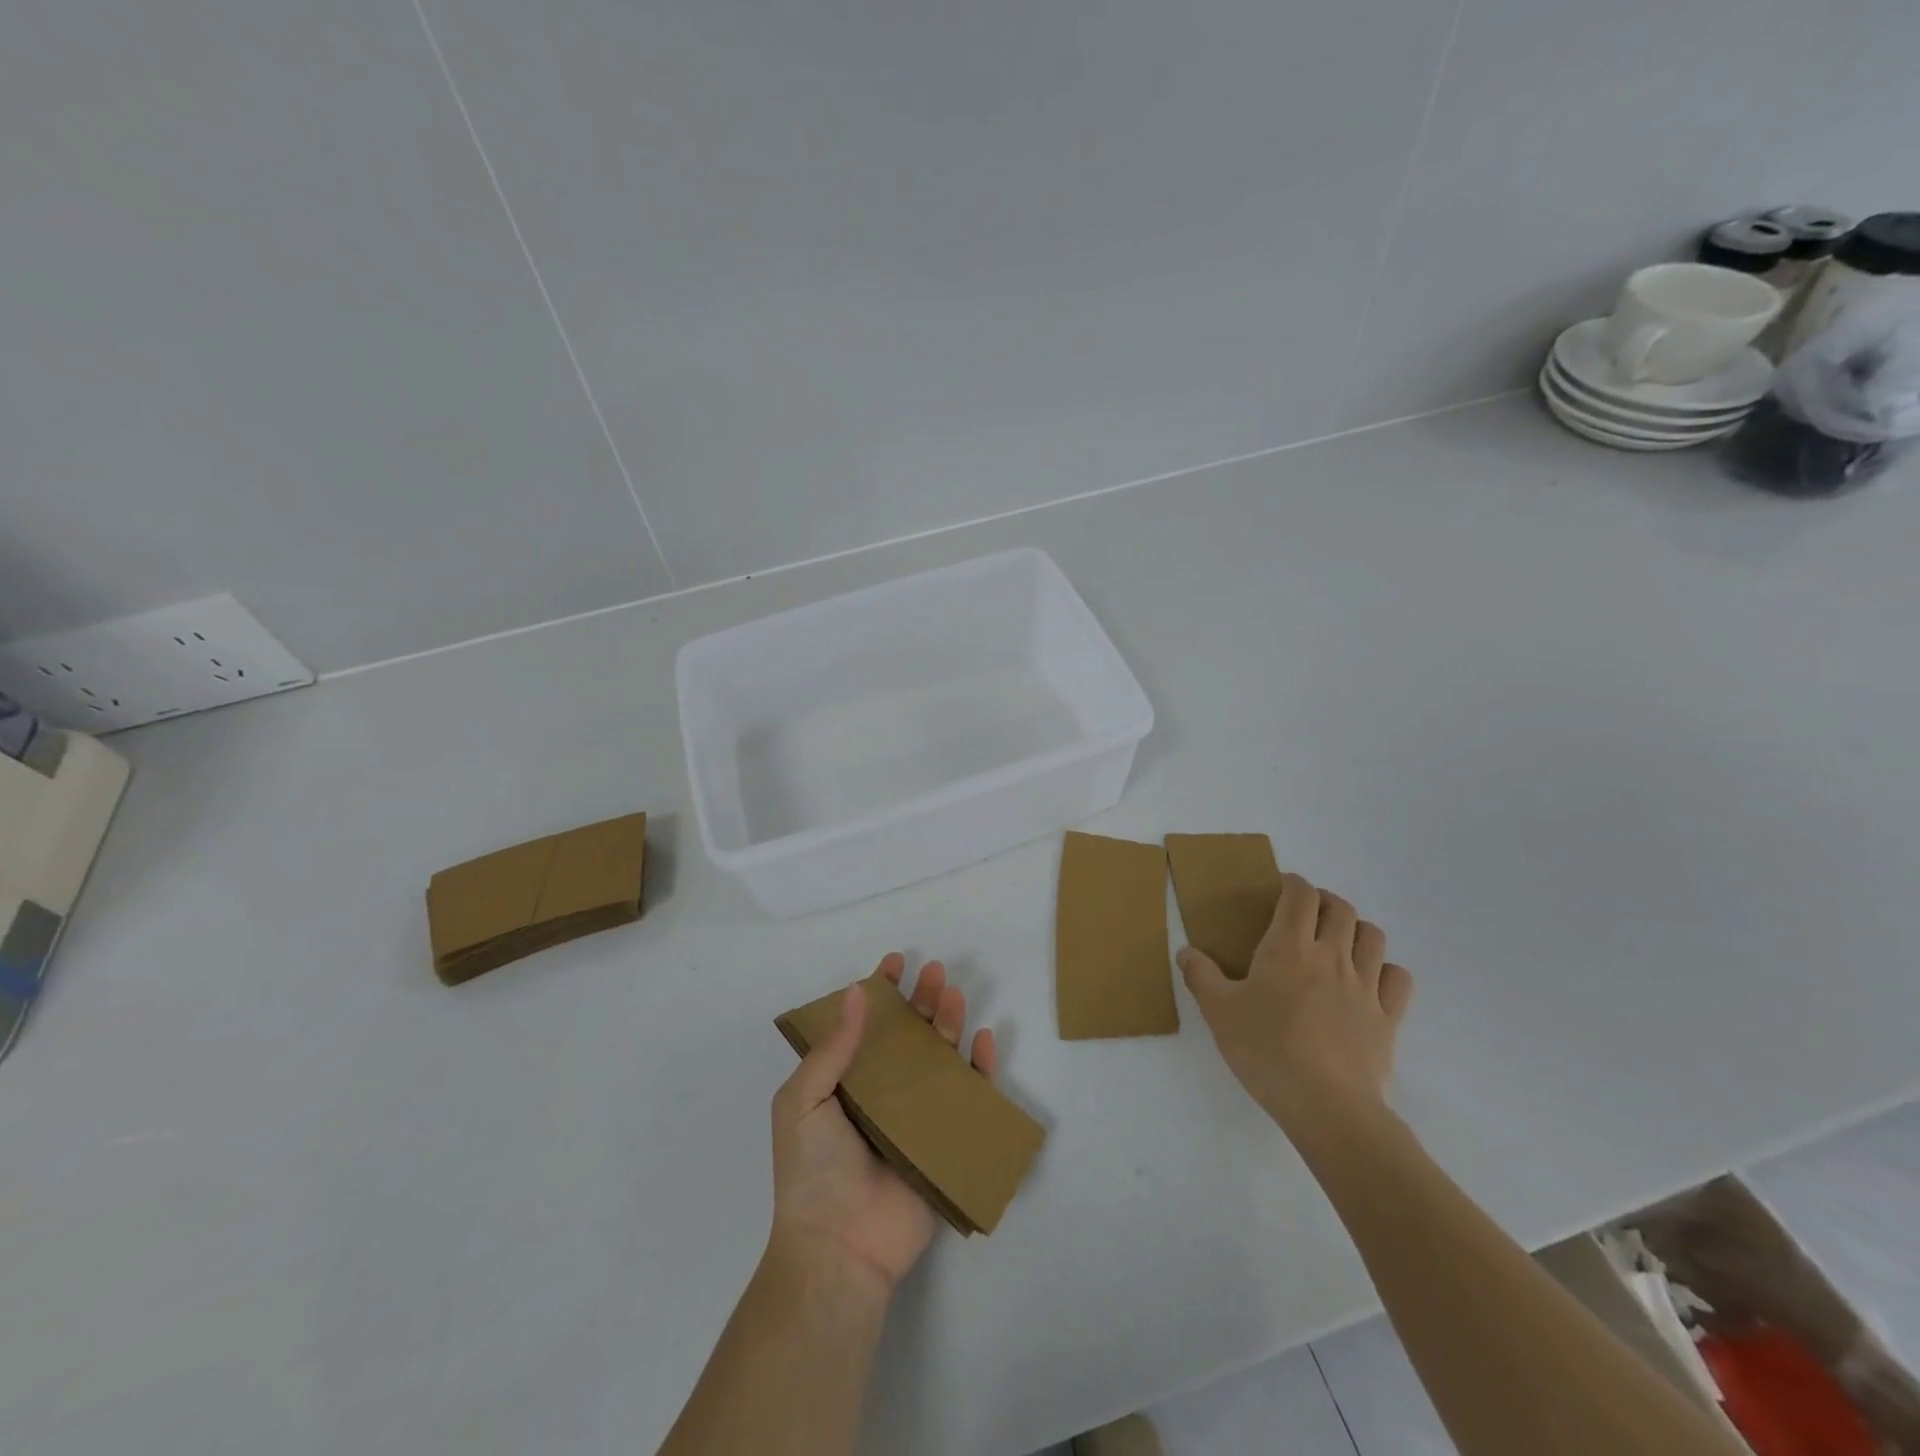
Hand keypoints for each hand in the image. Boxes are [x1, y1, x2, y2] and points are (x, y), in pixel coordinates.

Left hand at [767, 953, 998, 1298]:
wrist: (839, 1248)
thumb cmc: (812, 1170)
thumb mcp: (802, 1101)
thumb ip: (831, 1049)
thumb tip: (857, 992)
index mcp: (846, 1081)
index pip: (866, 1025)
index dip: (881, 991)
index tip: (895, 963)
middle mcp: (882, 1092)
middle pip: (909, 1035)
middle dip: (922, 1000)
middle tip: (935, 972)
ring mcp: (915, 1116)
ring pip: (940, 1058)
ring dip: (950, 1023)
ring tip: (956, 994)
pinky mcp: (944, 1141)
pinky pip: (968, 1098)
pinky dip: (980, 1069)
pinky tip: (983, 1041)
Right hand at [1178, 873, 1412, 1145]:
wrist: (1325, 1104)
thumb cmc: (1266, 1049)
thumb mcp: (1218, 1012)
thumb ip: (1200, 976)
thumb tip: (1186, 952)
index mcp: (1289, 948)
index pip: (1300, 896)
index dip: (1293, 883)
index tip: (1282, 886)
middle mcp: (1332, 956)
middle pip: (1340, 908)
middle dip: (1324, 901)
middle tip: (1307, 912)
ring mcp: (1365, 986)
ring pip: (1373, 936)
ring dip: (1356, 929)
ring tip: (1339, 941)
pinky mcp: (1388, 1017)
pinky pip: (1397, 978)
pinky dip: (1385, 969)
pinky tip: (1370, 980)